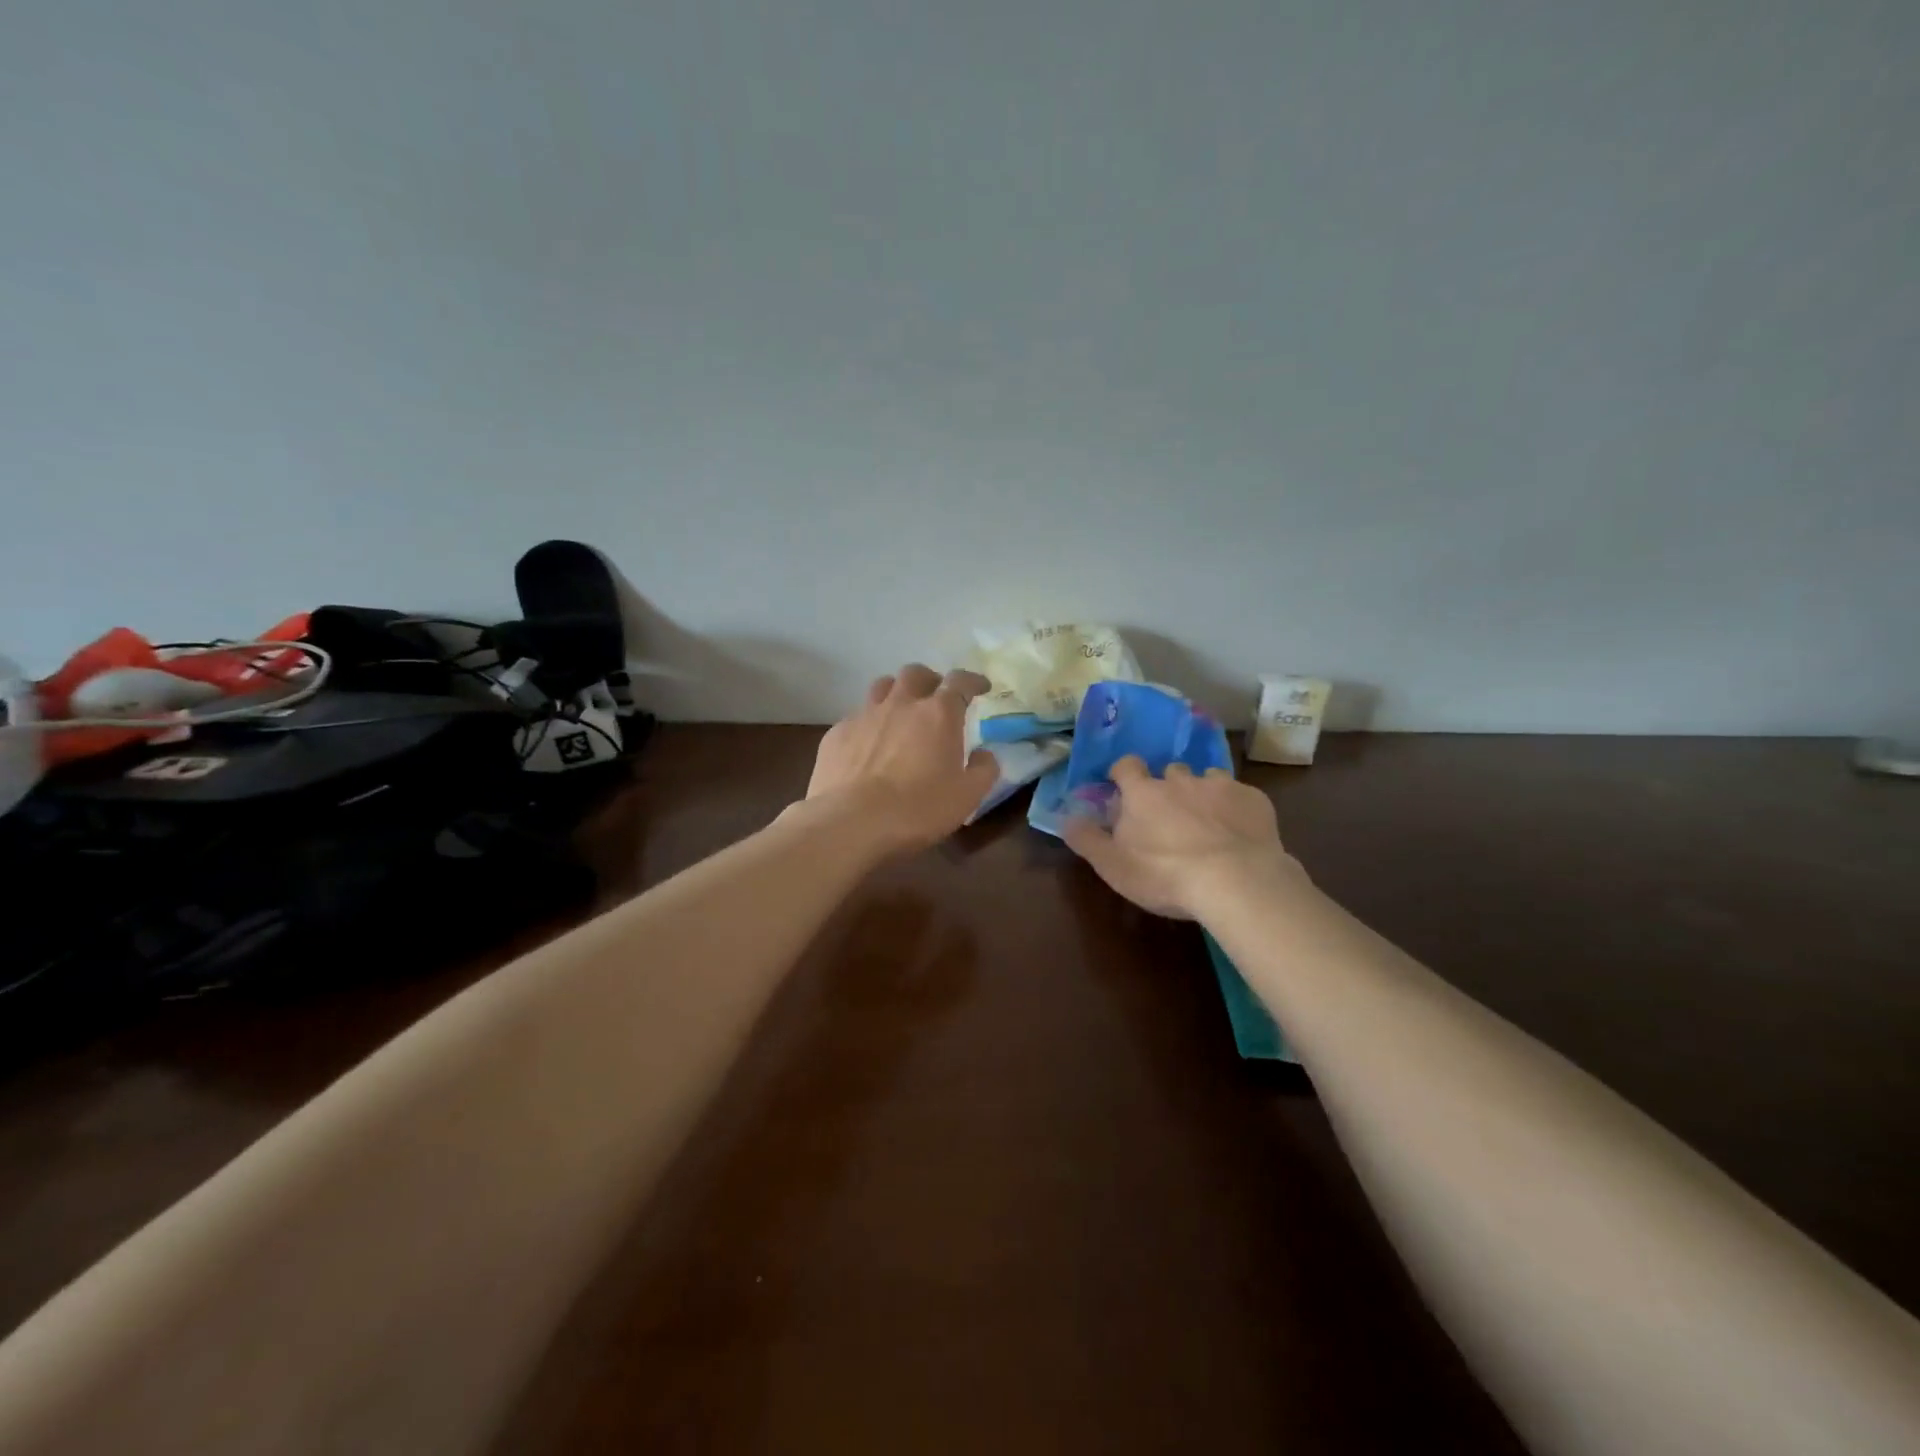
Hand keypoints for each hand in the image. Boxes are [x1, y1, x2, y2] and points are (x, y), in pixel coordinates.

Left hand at [805, 664, 998, 853]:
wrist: (851, 823)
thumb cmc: (918, 809)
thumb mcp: (967, 796)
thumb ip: (983, 770)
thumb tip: (984, 754)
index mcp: (938, 714)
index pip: (959, 682)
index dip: (973, 680)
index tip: (981, 687)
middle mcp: (900, 704)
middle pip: (915, 673)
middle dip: (930, 680)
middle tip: (936, 698)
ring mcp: (864, 715)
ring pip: (881, 686)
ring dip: (896, 693)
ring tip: (900, 712)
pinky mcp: (836, 734)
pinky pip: (856, 717)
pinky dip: (869, 723)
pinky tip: (868, 746)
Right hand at [1063, 757, 1296, 918]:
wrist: (1236, 881)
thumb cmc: (1164, 875)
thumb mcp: (1113, 865)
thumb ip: (1086, 839)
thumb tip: (1065, 816)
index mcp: (1143, 793)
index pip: (1126, 765)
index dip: (1124, 774)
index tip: (1124, 789)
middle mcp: (1179, 780)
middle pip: (1170, 771)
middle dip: (1168, 787)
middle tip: (1170, 816)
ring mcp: (1219, 786)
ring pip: (1207, 779)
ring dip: (1203, 794)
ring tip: (1208, 823)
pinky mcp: (1253, 799)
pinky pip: (1240, 795)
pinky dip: (1236, 808)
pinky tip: (1239, 832)